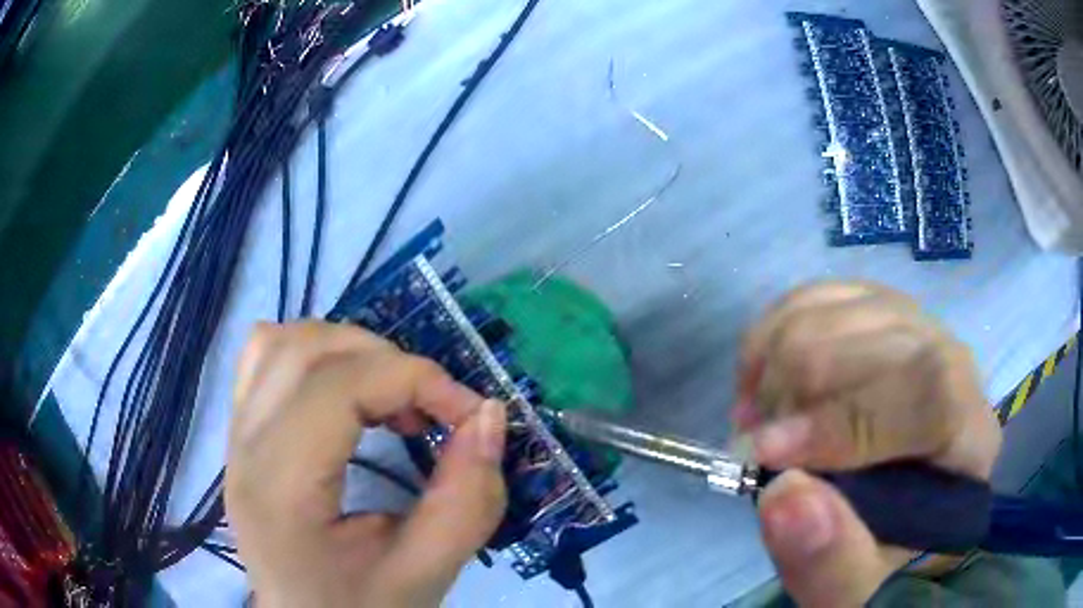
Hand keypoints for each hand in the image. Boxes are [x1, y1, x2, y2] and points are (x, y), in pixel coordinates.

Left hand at [226, 322, 506, 607]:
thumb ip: (467, 500)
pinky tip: (343, 392)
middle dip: (386, 361)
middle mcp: (245, 448)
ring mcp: (236, 437)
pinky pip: (264, 359)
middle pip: (307, 351)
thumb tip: (489, 415)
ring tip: (389, 397)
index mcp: (281, 488)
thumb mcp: (425, 573)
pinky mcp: (241, 435)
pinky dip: (312, 356)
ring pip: (280, 342)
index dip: (416, 379)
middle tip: (429, 410)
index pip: (339, 387)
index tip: (470, 414)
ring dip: (347, 351)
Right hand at [733, 283, 1000, 607]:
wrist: (892, 517)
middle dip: (796, 392)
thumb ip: (832, 562)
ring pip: (839, 307)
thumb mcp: (857, 588)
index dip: (843, 421)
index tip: (765, 457)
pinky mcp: (878, 312)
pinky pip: (819, 294)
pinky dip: (773, 332)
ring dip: (777, 366)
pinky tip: (763, 378)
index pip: (928, 393)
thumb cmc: (881, 558)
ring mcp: (916, 328)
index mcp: (969, 438)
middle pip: (876, 337)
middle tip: (755, 451)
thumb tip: (784, 495)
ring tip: (758, 423)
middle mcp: (954, 365)